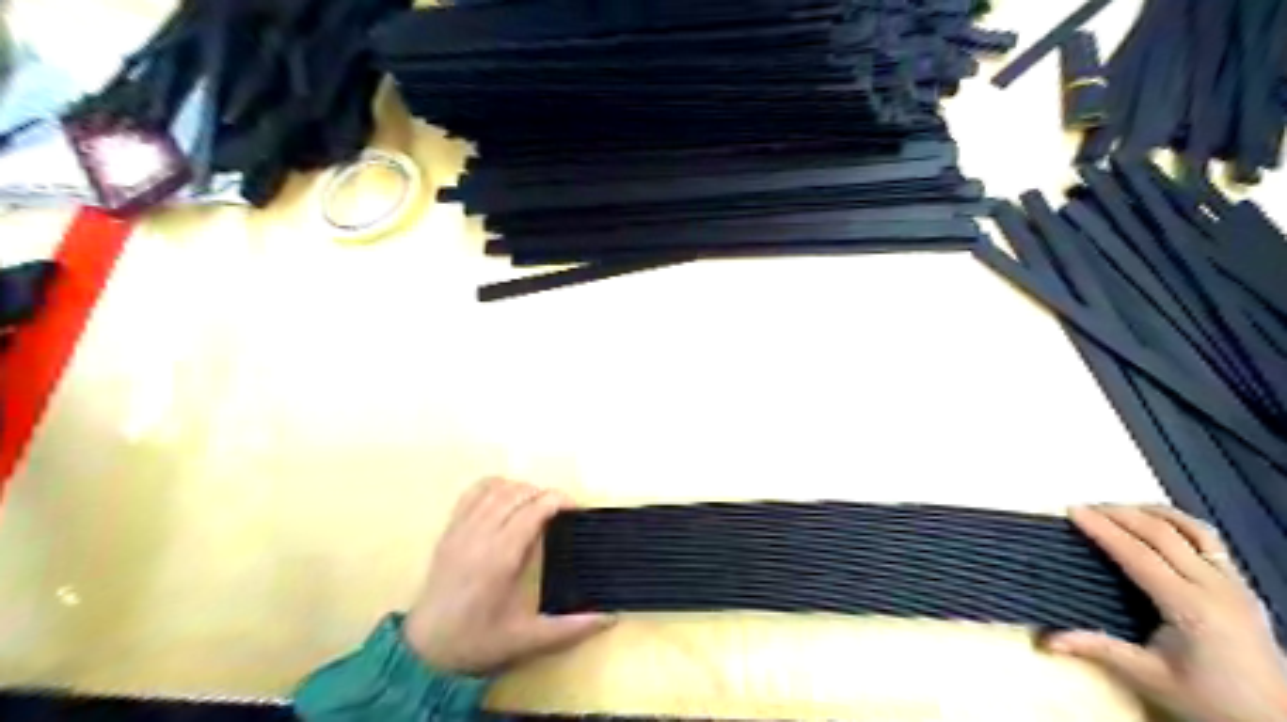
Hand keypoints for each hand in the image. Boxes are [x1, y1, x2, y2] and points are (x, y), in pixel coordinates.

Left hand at [403, 479, 621, 676]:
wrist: (424, 651)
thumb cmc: (478, 642)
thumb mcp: (527, 639)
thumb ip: (570, 628)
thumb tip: (610, 619)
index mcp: (501, 557)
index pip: (534, 509)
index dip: (558, 500)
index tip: (576, 509)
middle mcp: (480, 534)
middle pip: (518, 493)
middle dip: (544, 494)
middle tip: (560, 512)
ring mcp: (461, 529)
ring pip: (496, 488)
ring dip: (521, 489)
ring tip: (535, 506)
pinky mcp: (448, 530)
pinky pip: (472, 492)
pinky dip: (494, 486)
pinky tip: (506, 499)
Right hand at [1045, 505, 1286, 720]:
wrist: (1278, 720)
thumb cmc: (1210, 700)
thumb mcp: (1152, 678)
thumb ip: (1100, 649)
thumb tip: (1048, 640)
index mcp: (1191, 608)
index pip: (1138, 555)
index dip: (1103, 529)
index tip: (1072, 511)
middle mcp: (1215, 587)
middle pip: (1162, 534)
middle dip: (1119, 514)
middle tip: (1084, 507)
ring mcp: (1234, 583)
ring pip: (1190, 528)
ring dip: (1149, 512)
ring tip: (1116, 509)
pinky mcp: (1242, 585)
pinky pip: (1209, 540)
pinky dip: (1177, 522)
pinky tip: (1157, 525)